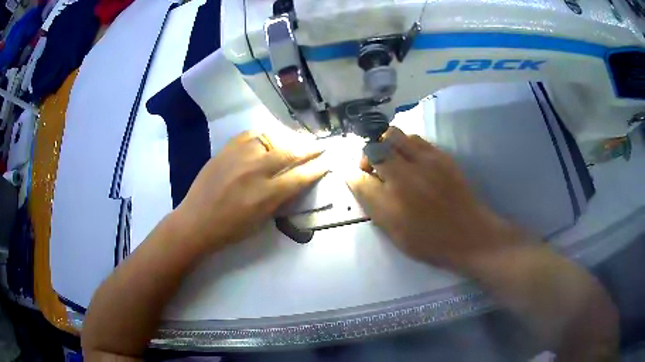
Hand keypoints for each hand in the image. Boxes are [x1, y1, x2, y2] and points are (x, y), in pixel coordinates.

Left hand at [175, 131, 327, 250]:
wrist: (196, 221)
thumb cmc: (230, 229)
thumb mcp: (261, 221)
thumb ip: (279, 199)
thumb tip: (294, 182)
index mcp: (266, 194)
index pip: (300, 176)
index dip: (317, 168)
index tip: (328, 162)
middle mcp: (255, 171)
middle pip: (290, 152)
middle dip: (309, 148)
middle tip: (319, 144)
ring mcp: (239, 156)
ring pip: (271, 138)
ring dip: (287, 139)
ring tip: (295, 140)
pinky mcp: (226, 149)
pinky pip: (249, 134)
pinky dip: (262, 135)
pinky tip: (267, 138)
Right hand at [347, 127, 517, 270]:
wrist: (469, 234)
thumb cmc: (430, 241)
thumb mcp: (395, 233)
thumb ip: (374, 205)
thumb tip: (357, 181)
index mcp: (391, 204)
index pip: (359, 178)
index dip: (352, 174)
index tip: (355, 176)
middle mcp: (405, 177)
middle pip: (374, 148)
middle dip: (367, 155)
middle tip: (374, 167)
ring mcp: (425, 162)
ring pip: (393, 135)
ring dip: (386, 145)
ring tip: (393, 160)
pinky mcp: (441, 155)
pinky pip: (415, 139)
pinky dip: (405, 144)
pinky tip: (411, 159)